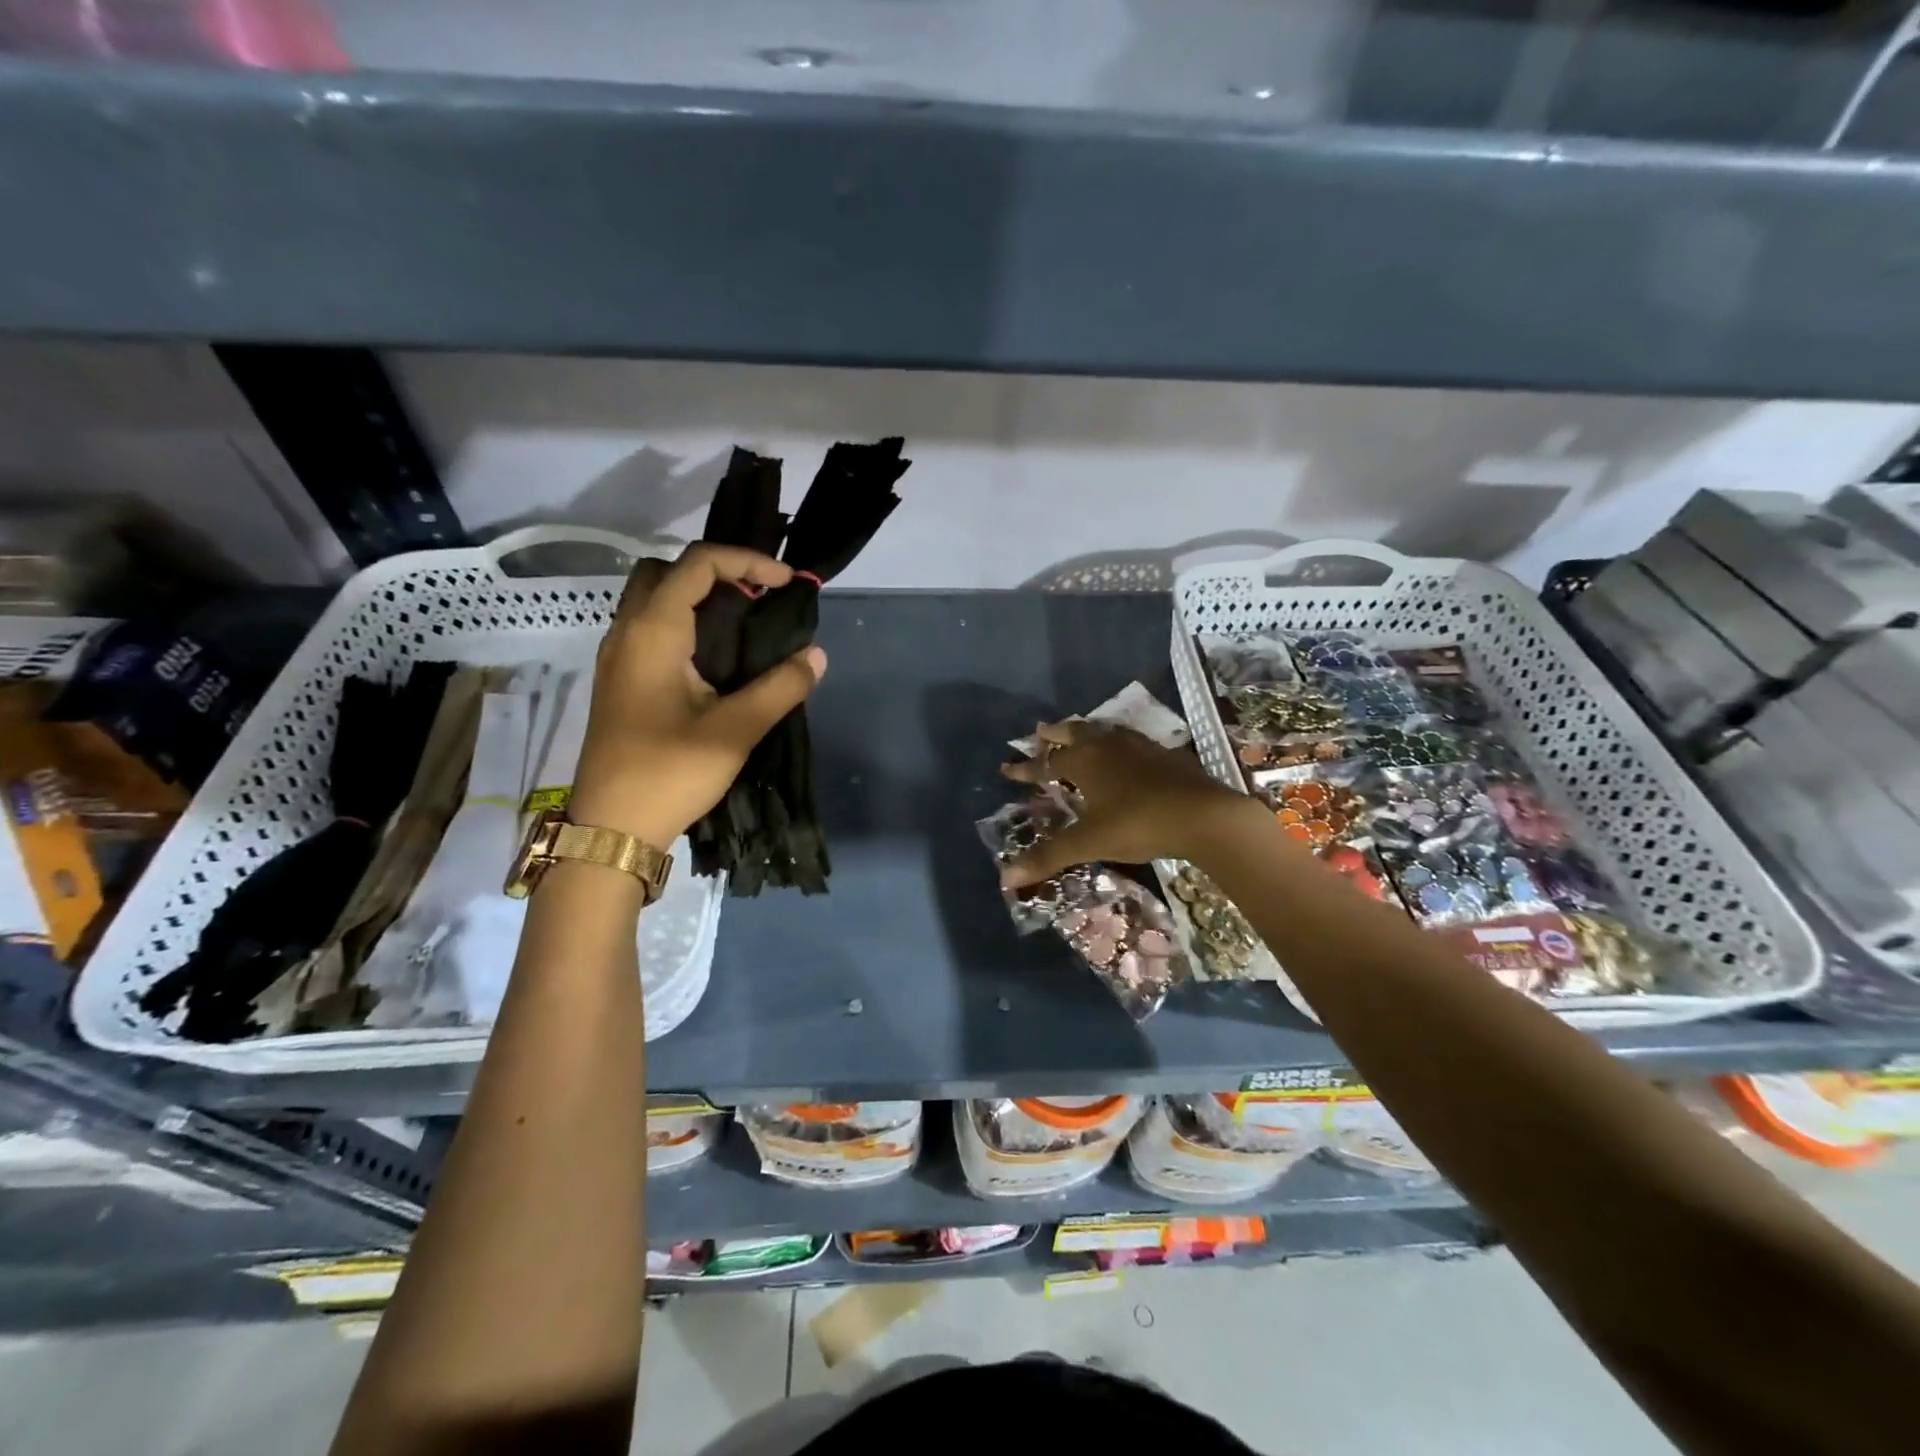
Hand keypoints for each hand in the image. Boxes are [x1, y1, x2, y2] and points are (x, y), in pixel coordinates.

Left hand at [569, 544, 825, 846]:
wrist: (612, 828)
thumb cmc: (669, 773)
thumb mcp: (735, 731)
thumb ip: (780, 688)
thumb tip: (815, 656)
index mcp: (653, 633)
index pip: (697, 564)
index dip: (746, 561)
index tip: (785, 584)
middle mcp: (627, 633)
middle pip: (665, 571)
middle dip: (715, 570)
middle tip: (756, 597)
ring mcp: (617, 657)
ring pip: (653, 599)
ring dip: (697, 597)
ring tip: (744, 623)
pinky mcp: (620, 681)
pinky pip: (649, 628)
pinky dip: (684, 622)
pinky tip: (715, 658)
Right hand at [997, 720, 1245, 885]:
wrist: (1203, 814)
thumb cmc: (1137, 824)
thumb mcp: (1089, 842)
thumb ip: (1049, 857)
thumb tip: (1005, 878)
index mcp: (1084, 762)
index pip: (1046, 763)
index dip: (1026, 768)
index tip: (1007, 769)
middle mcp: (1108, 746)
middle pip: (1075, 733)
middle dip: (1055, 734)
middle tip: (1041, 731)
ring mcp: (1139, 747)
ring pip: (1104, 731)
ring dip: (1087, 732)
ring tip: (1079, 733)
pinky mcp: (1165, 754)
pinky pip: (1131, 741)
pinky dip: (1117, 742)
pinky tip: (1126, 753)